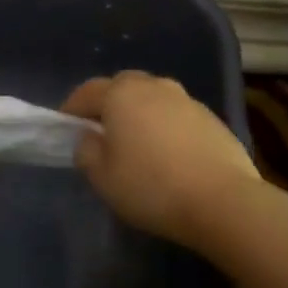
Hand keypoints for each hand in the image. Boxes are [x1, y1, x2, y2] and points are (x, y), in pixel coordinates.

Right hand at [62, 72, 258, 246]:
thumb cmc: (151, 187)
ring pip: (153, 99)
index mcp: (121, 94)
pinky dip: (165, 127)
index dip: (72, 108)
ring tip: (136, 143)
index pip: (87, 92)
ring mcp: (187, 100)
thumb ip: (87, 152)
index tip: (65, 126)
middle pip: (123, 87)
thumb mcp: (102, 177)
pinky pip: (176, 115)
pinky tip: (167, 154)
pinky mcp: (211, 119)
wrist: (222, 200)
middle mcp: (154, 86)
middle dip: (108, 104)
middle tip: (101, 131)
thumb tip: (89, 138)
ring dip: (140, 113)